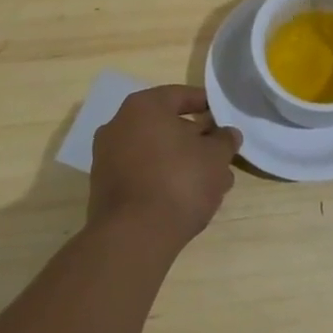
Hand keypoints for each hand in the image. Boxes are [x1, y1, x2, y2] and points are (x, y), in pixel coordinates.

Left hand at [89, 85, 241, 251]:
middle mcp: (119, 125)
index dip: (206, 105)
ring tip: (211, 184)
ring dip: (183, 163)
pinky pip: (142, 174)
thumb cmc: (178, 181)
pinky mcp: (105, 189)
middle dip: (196, 140)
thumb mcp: (215, 157)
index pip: (181, 95)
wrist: (133, 237)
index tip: (223, 117)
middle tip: (219, 155)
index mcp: (144, 106)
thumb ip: (224, 140)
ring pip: (156, 152)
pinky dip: (163, 179)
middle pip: (167, 125)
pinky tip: (186, 198)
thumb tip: (227, 134)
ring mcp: (107, 157)